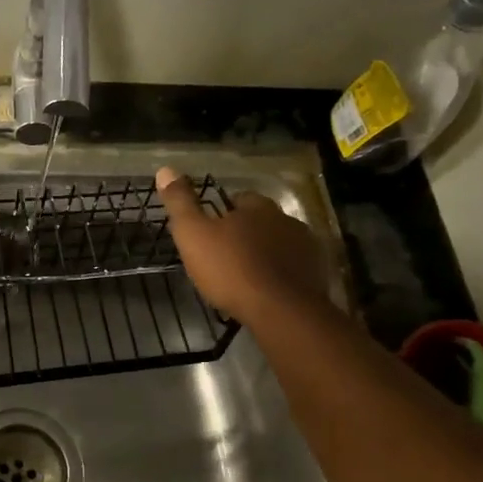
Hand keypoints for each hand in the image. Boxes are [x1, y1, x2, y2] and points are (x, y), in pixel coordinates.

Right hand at [155, 168, 328, 322]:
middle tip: (226, 254)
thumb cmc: (232, 269)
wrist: (282, 312)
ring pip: (280, 244)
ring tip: (246, 275)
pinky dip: (281, 275)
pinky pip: (293, 268)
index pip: (241, 198)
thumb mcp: (193, 235)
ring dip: (265, 254)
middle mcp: (286, 220)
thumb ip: (180, 203)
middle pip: (263, 221)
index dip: (224, 212)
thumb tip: (165, 169)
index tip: (212, 229)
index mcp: (258, 207)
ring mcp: (306, 248)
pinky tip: (267, 291)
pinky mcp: (317, 276)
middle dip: (247, 232)